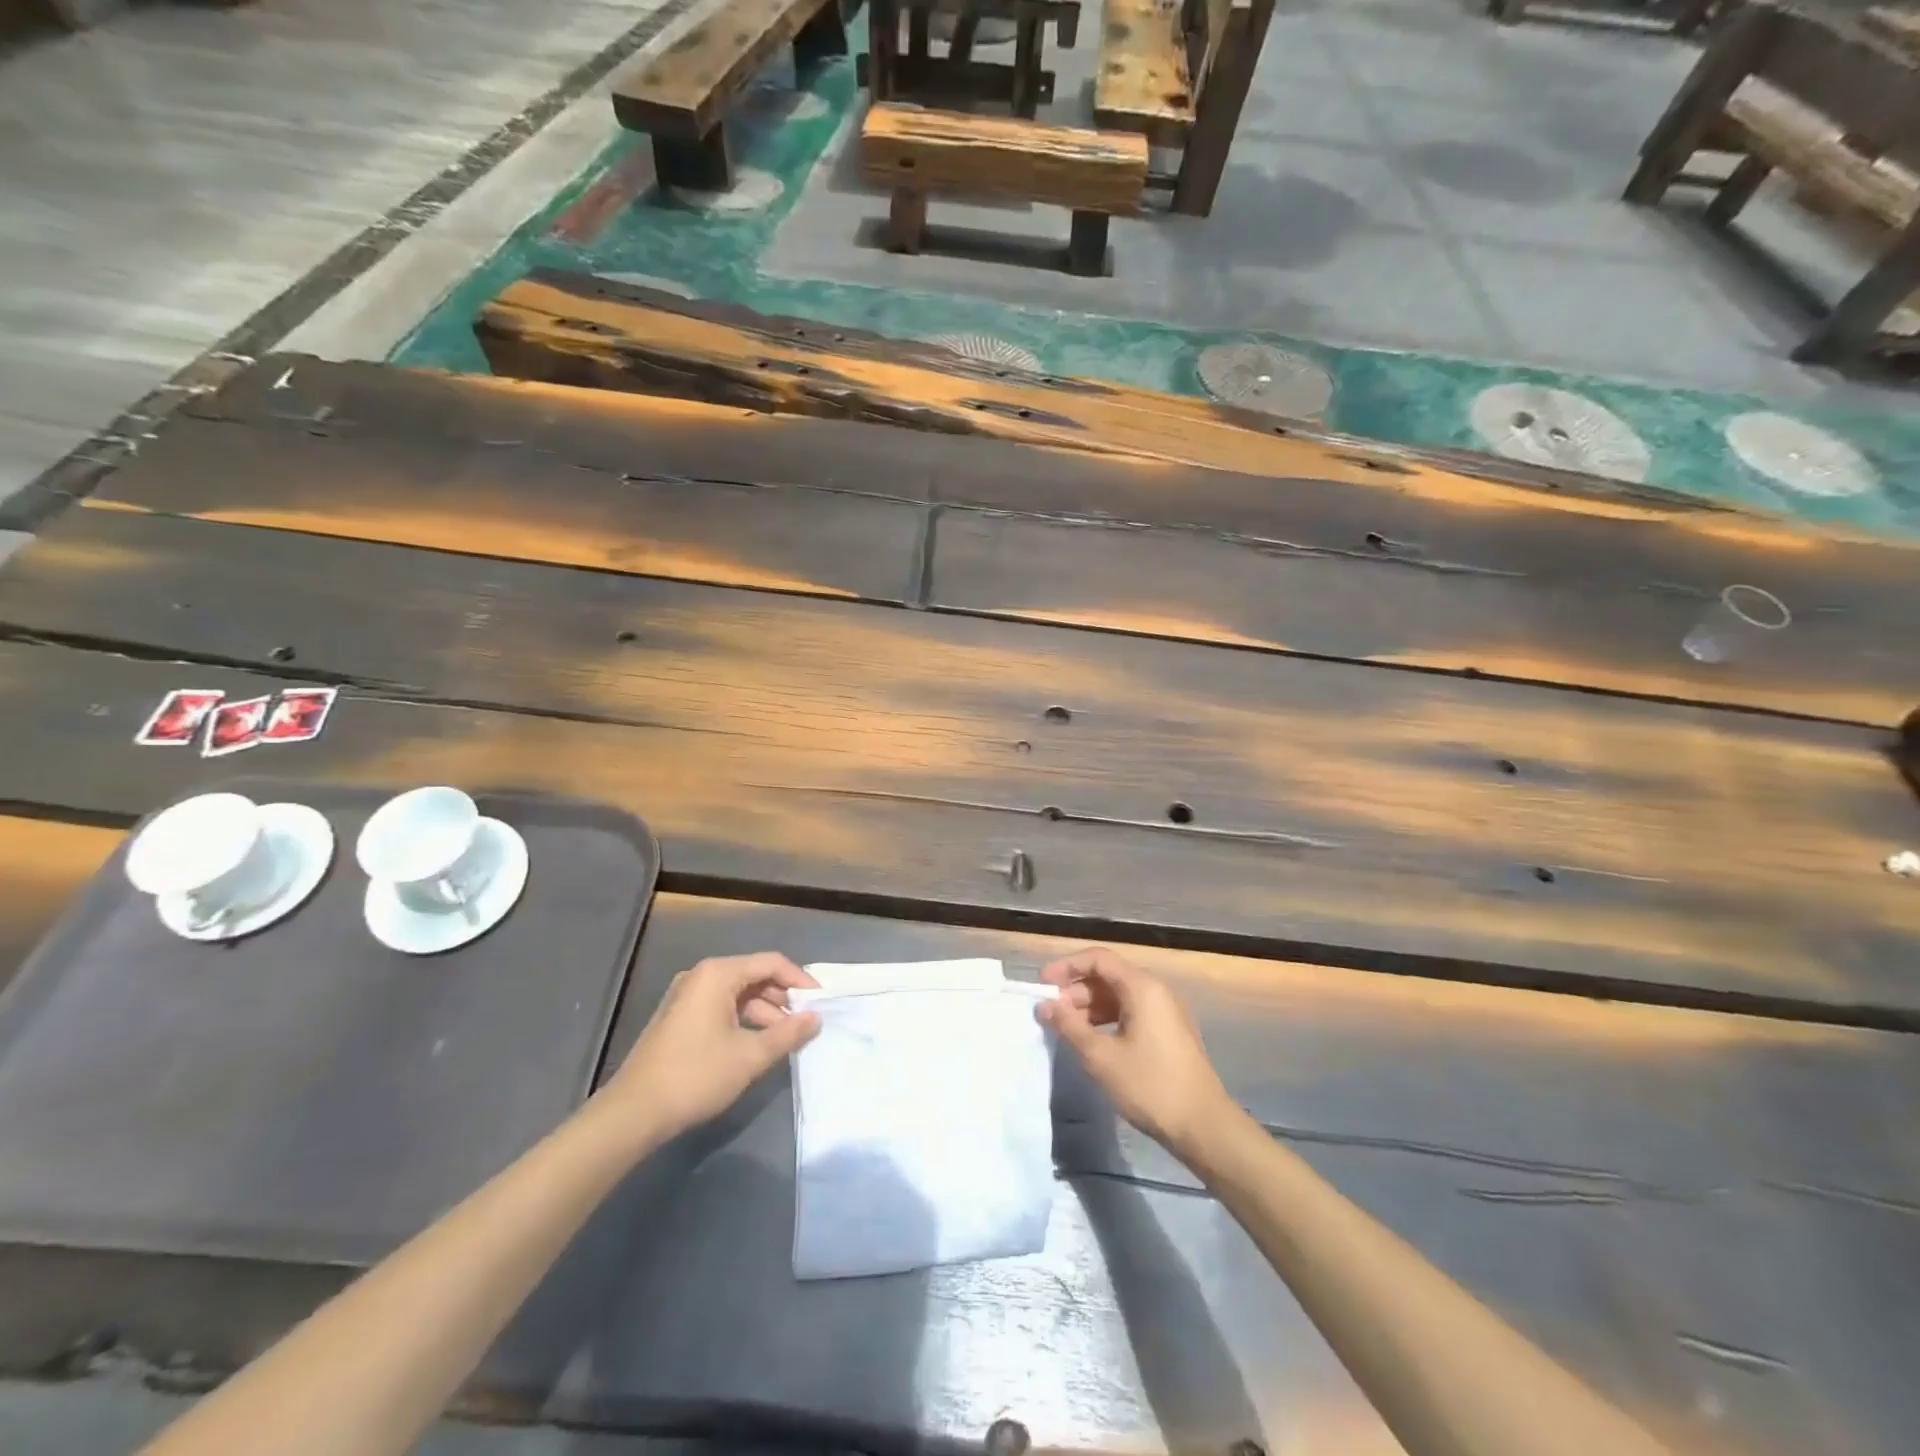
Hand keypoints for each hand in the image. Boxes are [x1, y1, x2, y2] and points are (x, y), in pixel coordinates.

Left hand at [600, 953, 820, 1139]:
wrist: (634, 1112)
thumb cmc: (696, 1075)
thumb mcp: (750, 1056)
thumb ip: (788, 1033)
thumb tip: (815, 1018)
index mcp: (718, 974)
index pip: (771, 963)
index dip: (800, 980)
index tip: (821, 1002)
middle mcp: (701, 976)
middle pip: (754, 975)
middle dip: (783, 998)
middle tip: (805, 1022)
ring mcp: (686, 996)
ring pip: (738, 994)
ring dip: (764, 1012)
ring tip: (785, 1039)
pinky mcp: (678, 1018)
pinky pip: (721, 1007)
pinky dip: (743, 1020)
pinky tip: (756, 1044)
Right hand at [1039, 947, 1234, 1156]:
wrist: (1203, 1126)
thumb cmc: (1150, 1086)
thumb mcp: (1101, 1057)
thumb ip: (1069, 1026)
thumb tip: (1044, 1006)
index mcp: (1142, 987)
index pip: (1098, 959)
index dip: (1067, 966)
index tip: (1042, 984)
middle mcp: (1156, 991)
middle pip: (1108, 976)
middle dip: (1076, 991)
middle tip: (1051, 1013)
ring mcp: (1165, 1011)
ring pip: (1119, 996)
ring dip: (1090, 1007)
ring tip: (1067, 1030)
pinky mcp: (1168, 1032)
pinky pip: (1131, 1012)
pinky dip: (1107, 1020)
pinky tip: (1092, 1041)